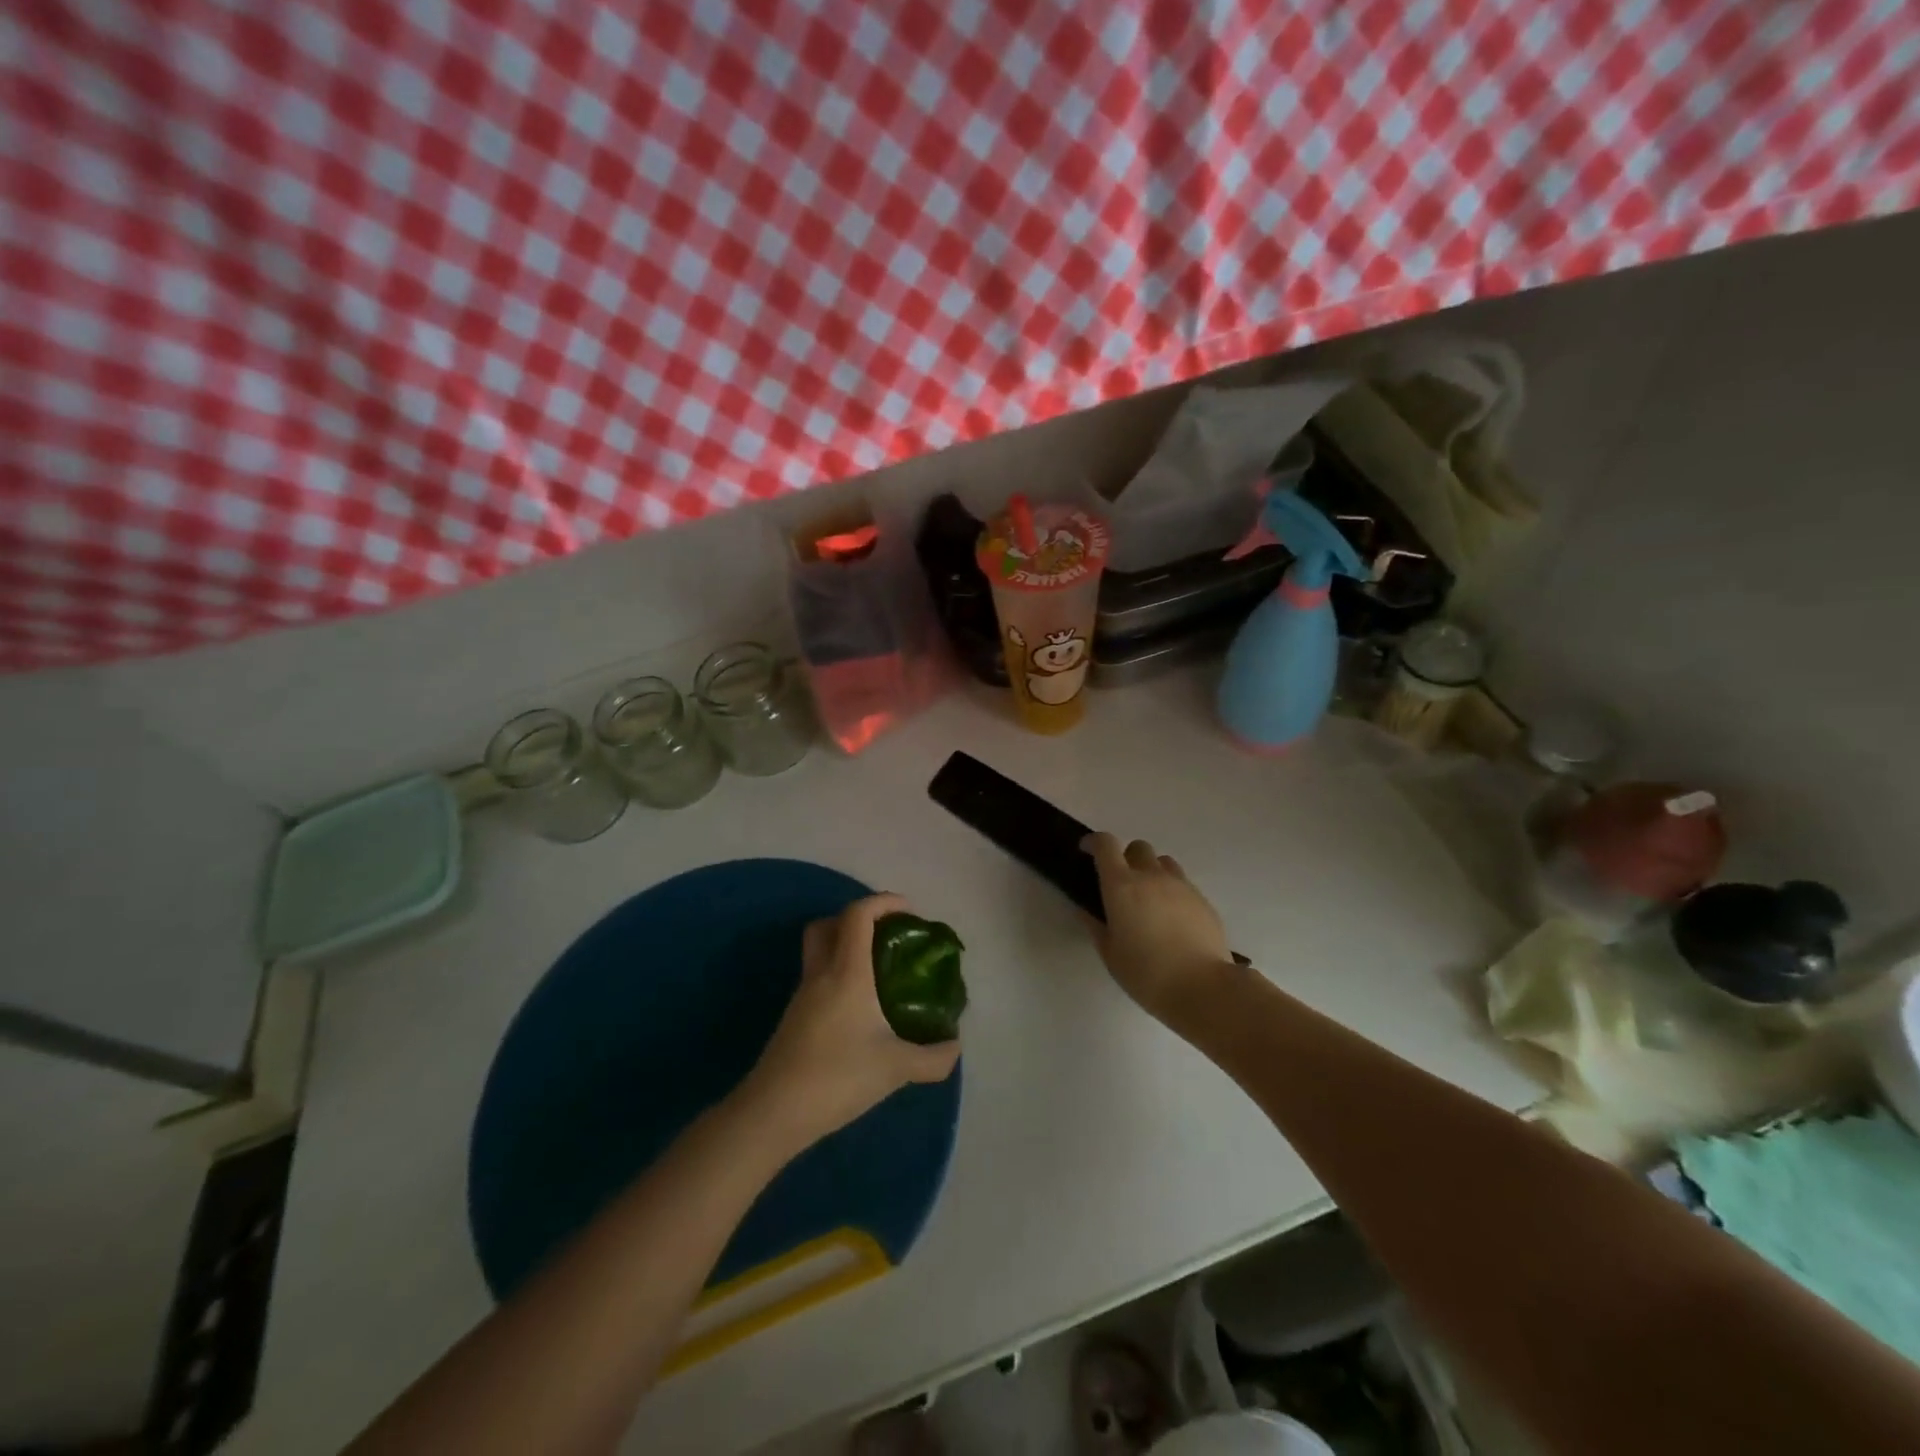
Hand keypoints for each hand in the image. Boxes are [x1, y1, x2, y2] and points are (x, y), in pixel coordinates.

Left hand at [740, 894, 960, 1153]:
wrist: (773, 1113)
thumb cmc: (837, 1077)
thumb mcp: (896, 1068)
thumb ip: (933, 1057)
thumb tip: (955, 1046)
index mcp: (846, 972)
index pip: (858, 915)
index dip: (883, 902)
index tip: (909, 911)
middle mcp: (821, 975)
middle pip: (828, 924)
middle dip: (857, 919)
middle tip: (887, 935)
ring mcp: (803, 997)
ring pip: (819, 952)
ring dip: (846, 947)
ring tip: (880, 971)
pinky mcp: (795, 1019)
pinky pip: (818, 979)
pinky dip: (838, 976)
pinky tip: (861, 1008)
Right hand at [1083, 833, 1236, 1023]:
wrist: (1203, 987)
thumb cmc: (1146, 974)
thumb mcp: (1110, 954)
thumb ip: (1096, 927)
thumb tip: (1087, 911)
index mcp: (1122, 886)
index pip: (1106, 845)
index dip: (1094, 842)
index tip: (1087, 851)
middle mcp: (1151, 876)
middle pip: (1137, 847)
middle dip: (1125, 857)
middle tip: (1121, 883)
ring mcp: (1181, 885)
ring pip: (1163, 862)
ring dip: (1151, 871)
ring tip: (1149, 898)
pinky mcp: (1202, 899)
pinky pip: (1182, 883)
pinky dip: (1171, 891)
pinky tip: (1171, 919)